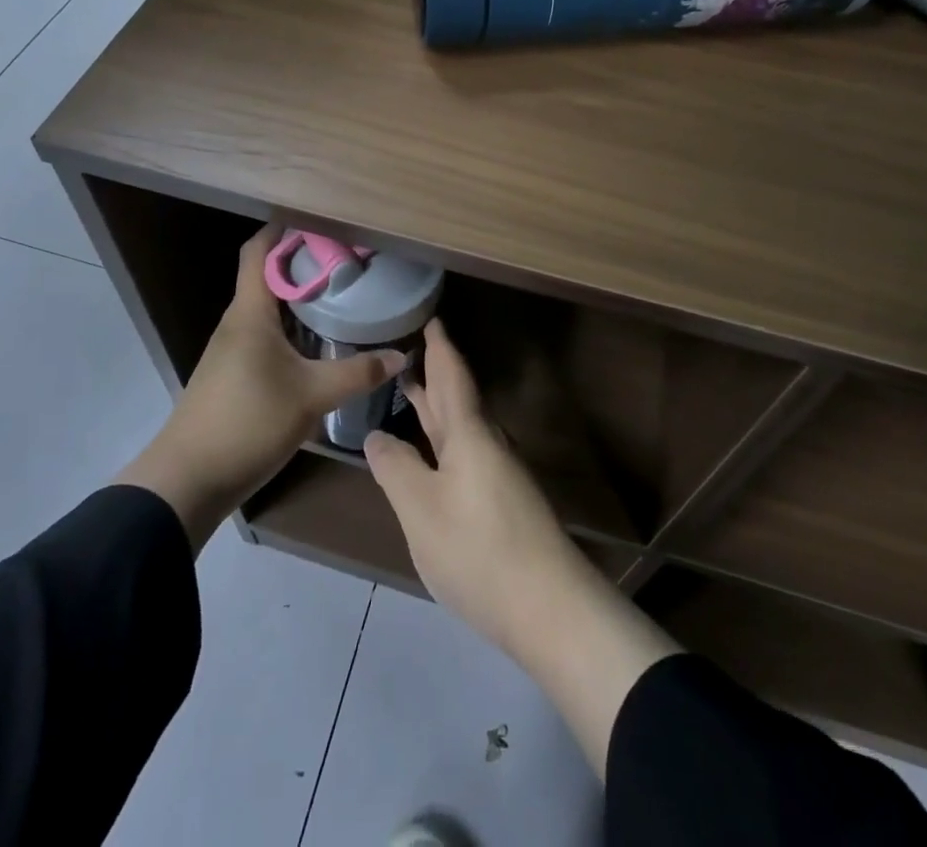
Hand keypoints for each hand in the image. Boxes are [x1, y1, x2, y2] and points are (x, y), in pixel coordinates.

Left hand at [117, 227, 407, 549]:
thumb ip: (357, 374)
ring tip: (340, 294)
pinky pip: (266, 335)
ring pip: (268, 308)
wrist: (188, 480)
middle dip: (303, 262)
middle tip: (347, 259)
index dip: (284, 229)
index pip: (259, 250)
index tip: (323, 223)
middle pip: (267, 276)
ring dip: (298, 297)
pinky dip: (292, 327)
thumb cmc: (247, 422)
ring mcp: (232, 349)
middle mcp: (237, 322)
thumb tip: (401, 356)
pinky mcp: (234, 374)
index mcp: (249, 312)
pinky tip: (319, 342)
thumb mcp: (311, 397)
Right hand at [362, 320, 585, 652]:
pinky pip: (466, 453)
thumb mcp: (421, 510)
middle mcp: (487, 444)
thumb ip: (396, 468)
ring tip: (411, 393)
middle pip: (457, 398)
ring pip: (462, 428)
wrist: (549, 607)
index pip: (451, 376)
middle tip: (407, 352)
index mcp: (469, 434)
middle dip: (434, 375)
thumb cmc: (478, 549)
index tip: (431, 319)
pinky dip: (444, 440)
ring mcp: (499, 474)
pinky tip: (432, 455)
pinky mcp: (503, 502)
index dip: (439, 347)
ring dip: (437, 409)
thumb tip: (377, 436)